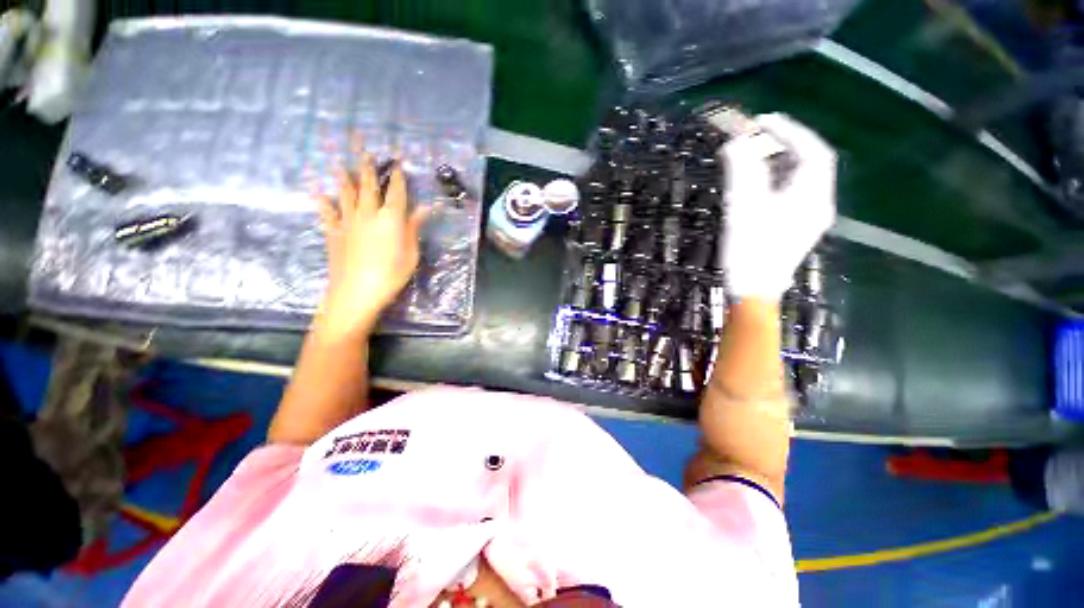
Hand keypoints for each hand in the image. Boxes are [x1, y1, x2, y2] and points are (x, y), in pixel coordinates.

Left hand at [314, 154, 427, 338]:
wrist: (356, 292)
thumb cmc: (391, 275)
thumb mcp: (411, 254)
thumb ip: (415, 228)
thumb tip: (426, 208)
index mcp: (391, 219)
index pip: (397, 192)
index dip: (398, 176)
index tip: (398, 160)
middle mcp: (368, 213)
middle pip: (368, 184)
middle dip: (367, 164)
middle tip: (362, 144)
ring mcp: (348, 221)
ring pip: (346, 193)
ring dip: (344, 175)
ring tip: (340, 161)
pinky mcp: (333, 232)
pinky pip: (327, 212)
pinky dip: (323, 201)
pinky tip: (318, 192)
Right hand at [719, 113, 835, 298]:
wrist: (753, 291)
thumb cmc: (749, 251)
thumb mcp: (742, 209)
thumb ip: (741, 172)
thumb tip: (735, 142)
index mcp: (811, 196)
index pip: (812, 152)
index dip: (790, 131)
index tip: (764, 121)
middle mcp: (818, 203)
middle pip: (810, 163)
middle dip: (786, 145)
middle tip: (759, 135)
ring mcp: (809, 218)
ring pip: (802, 179)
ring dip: (781, 163)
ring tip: (756, 155)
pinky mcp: (797, 229)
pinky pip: (794, 194)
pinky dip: (778, 181)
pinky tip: (760, 183)